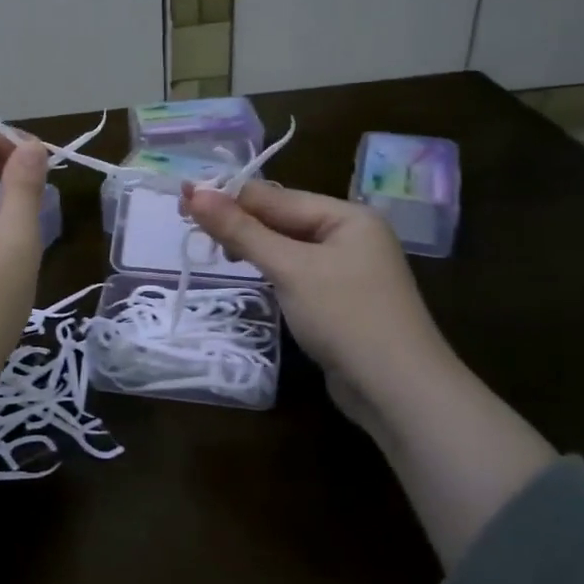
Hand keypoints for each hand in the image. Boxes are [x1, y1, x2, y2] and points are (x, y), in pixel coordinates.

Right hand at [182, 183, 447, 395]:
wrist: (399, 391)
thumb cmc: (345, 316)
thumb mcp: (289, 268)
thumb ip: (241, 231)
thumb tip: (194, 193)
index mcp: (348, 216)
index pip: (276, 197)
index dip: (229, 198)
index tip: (184, 201)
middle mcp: (351, 235)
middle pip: (284, 219)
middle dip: (240, 222)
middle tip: (191, 228)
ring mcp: (349, 270)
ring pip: (289, 247)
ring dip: (253, 246)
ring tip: (216, 252)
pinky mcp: (342, 300)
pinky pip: (299, 272)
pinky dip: (272, 271)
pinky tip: (251, 275)